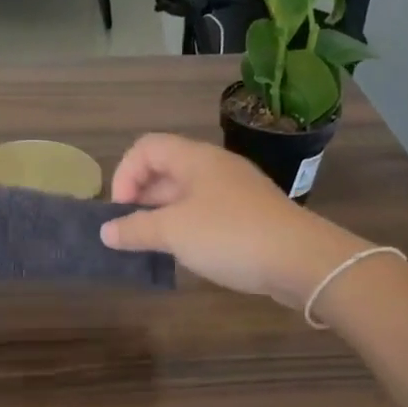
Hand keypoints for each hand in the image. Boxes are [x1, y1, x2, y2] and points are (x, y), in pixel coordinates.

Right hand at [101, 134, 369, 308]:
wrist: (301, 259)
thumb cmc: (230, 236)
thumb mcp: (174, 232)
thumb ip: (136, 229)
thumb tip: (106, 231)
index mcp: (195, 158)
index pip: (146, 147)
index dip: (125, 173)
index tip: (121, 210)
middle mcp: (215, 167)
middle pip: (166, 169)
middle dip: (141, 197)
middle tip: (131, 231)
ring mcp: (235, 190)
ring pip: (186, 193)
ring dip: (163, 214)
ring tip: (153, 244)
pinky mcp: (249, 214)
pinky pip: (207, 211)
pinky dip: (187, 226)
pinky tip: (186, 251)